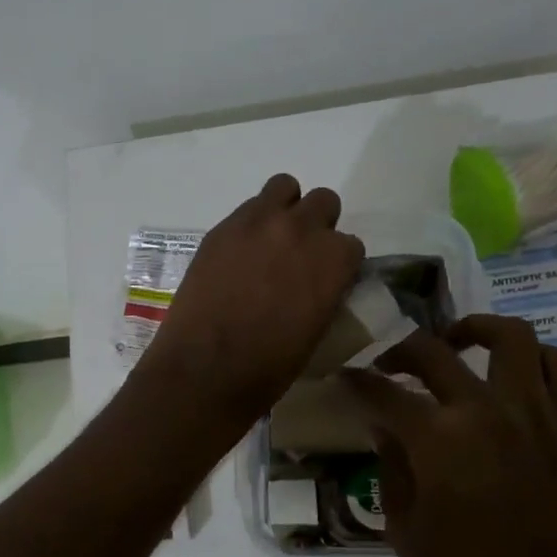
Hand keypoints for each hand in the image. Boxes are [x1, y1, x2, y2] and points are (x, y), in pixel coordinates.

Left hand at [136, 174, 363, 430]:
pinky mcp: (222, 228)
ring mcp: (258, 223)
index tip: (324, 278)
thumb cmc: (269, 366)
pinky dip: (251, 223)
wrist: (206, 368)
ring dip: (284, 208)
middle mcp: (301, 230)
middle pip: (323, 202)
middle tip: (298, 255)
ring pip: (284, 187)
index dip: (337, 263)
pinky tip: (239, 253)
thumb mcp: (317, 330)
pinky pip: (247, 208)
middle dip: (316, 226)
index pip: (350, 245)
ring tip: (270, 240)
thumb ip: (325, 292)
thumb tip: (319, 283)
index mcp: (334, 260)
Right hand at [344, 316, 556, 556]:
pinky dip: (531, 358)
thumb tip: (384, 426)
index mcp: (436, 438)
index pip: (381, 390)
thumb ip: (390, 463)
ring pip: (510, 337)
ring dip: (475, 331)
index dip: (355, 381)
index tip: (342, 377)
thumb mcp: (402, 523)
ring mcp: (532, 414)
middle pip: (432, 350)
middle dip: (399, 351)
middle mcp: (485, 410)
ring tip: (456, 345)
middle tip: (387, 366)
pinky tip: (506, 376)